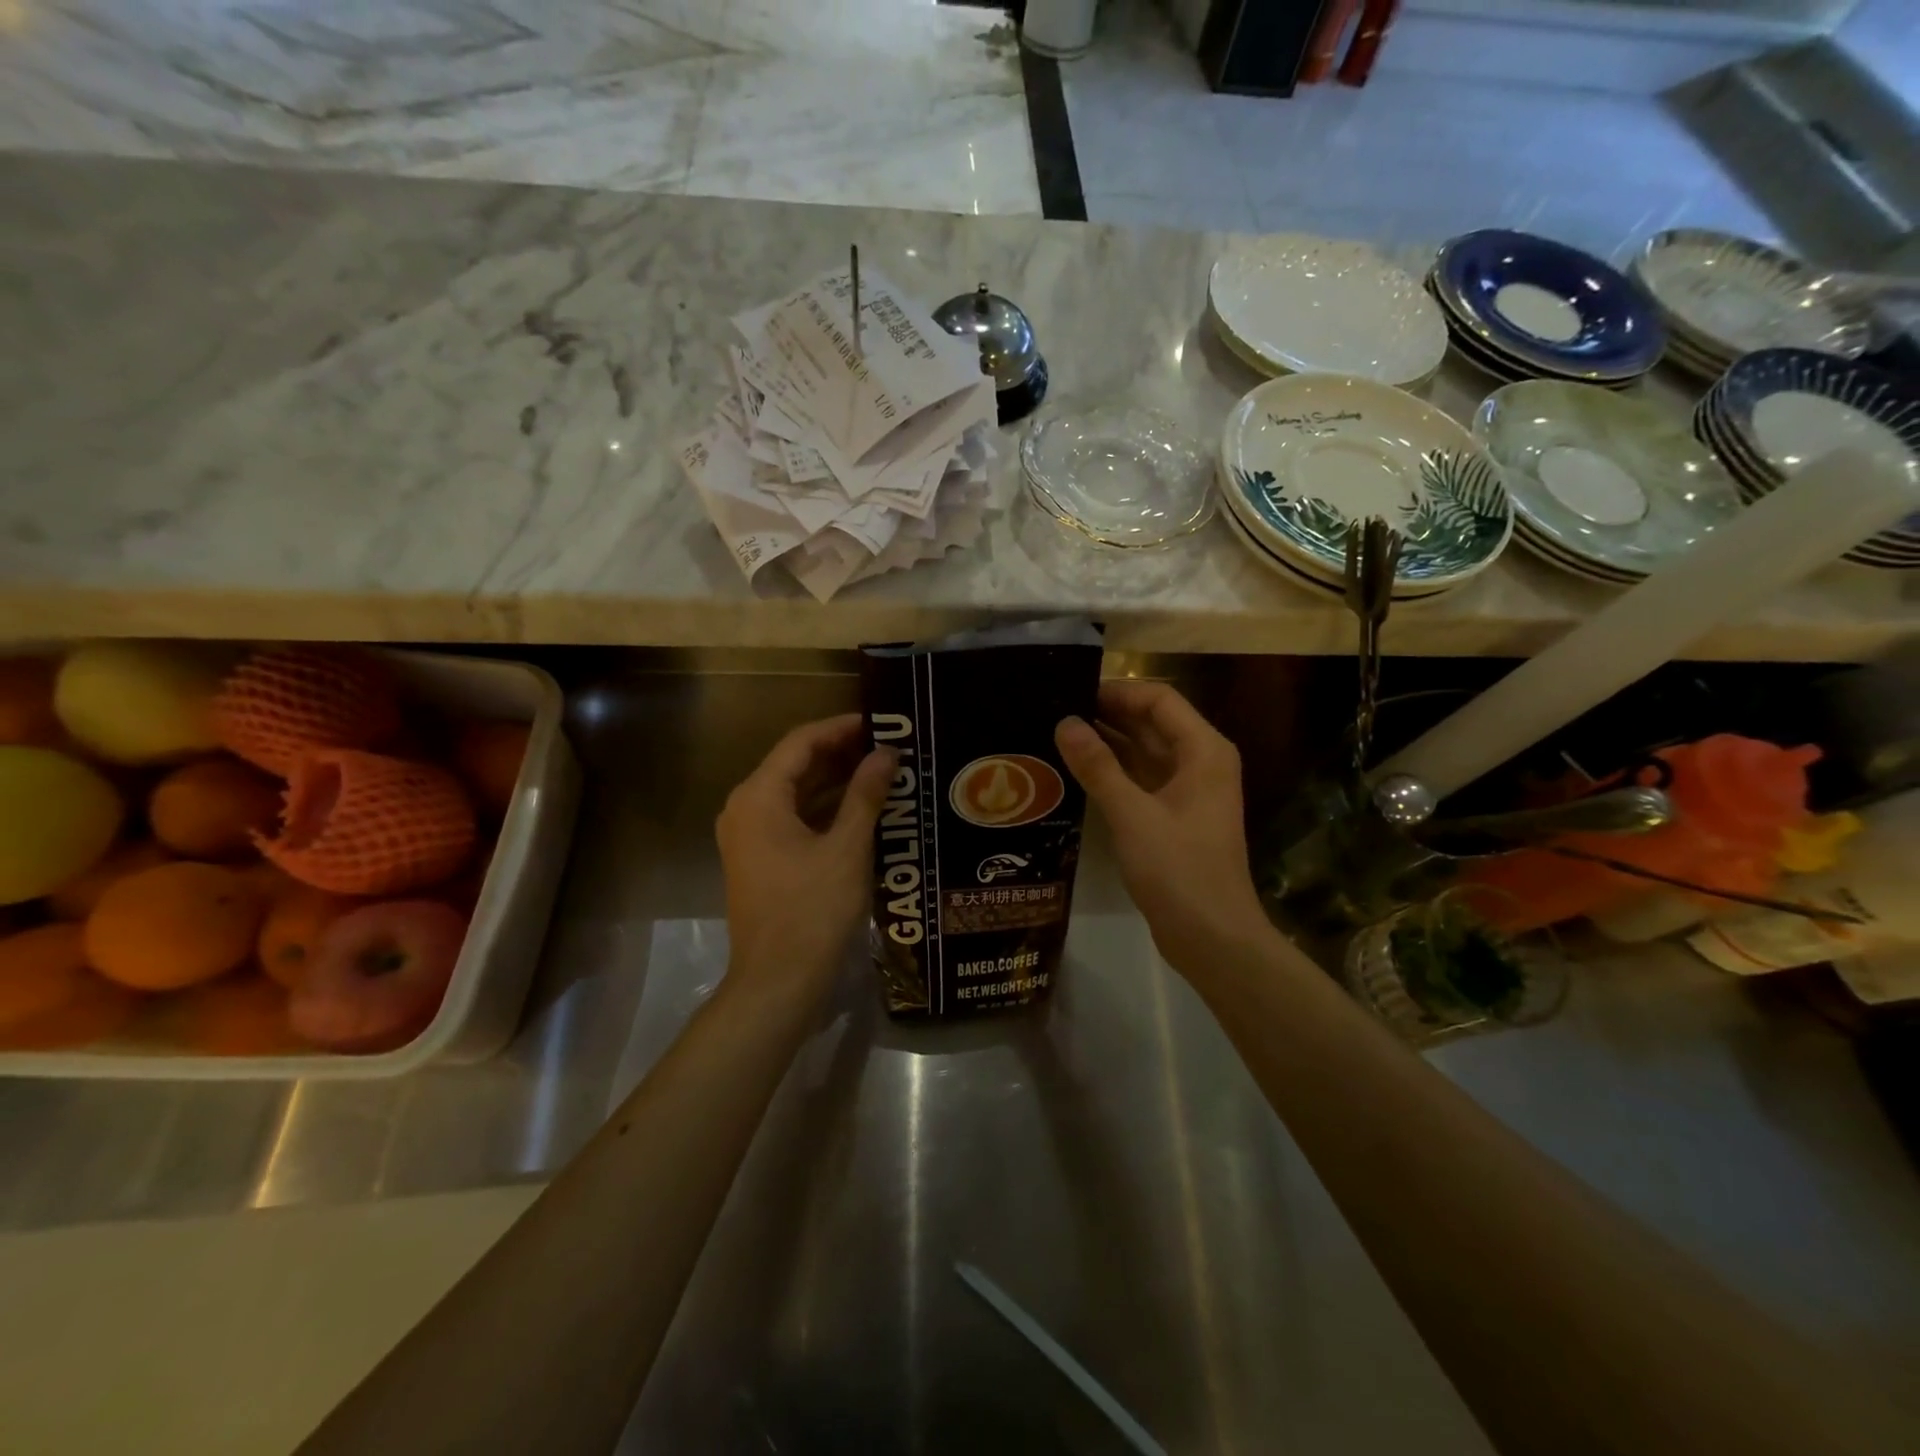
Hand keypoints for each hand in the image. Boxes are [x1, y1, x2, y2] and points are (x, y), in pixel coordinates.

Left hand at [716, 714, 895, 997]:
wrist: (777, 982)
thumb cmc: (812, 910)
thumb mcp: (847, 848)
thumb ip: (866, 794)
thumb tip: (887, 754)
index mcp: (758, 797)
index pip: (800, 742)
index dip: (841, 728)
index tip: (880, 724)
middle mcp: (745, 808)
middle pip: (794, 765)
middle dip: (840, 753)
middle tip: (887, 747)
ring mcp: (748, 836)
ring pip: (794, 793)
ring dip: (834, 781)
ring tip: (881, 773)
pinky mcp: (759, 859)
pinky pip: (792, 818)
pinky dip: (823, 809)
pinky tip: (861, 810)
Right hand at [1055, 682, 1270, 972]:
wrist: (1212, 937)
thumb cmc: (1178, 869)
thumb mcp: (1132, 814)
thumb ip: (1098, 766)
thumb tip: (1065, 723)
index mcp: (1204, 751)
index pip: (1159, 700)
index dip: (1117, 691)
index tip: (1071, 691)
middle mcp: (1201, 762)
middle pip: (1153, 723)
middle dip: (1108, 715)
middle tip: (1056, 710)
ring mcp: (1189, 791)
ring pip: (1145, 752)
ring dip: (1108, 743)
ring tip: (1058, 735)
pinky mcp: (1175, 816)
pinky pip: (1142, 780)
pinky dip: (1114, 772)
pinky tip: (1077, 771)